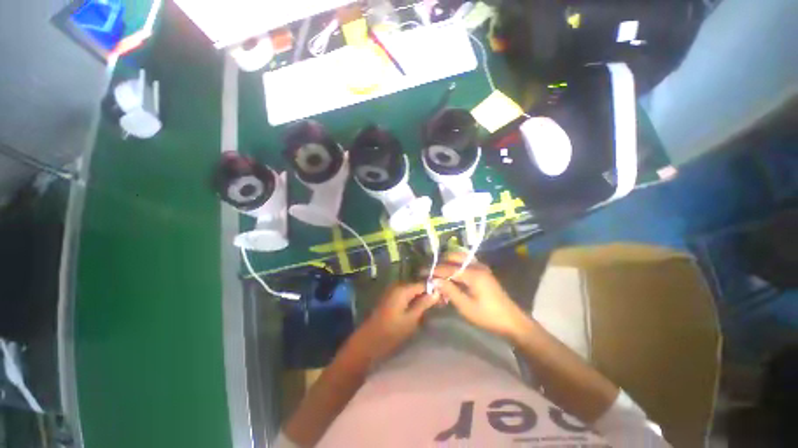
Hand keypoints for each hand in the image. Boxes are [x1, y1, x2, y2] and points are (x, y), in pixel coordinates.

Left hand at [349, 283, 436, 363]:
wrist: (367, 343)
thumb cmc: (390, 332)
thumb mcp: (411, 319)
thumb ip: (424, 304)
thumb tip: (437, 292)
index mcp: (402, 289)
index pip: (423, 283)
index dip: (435, 289)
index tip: (446, 296)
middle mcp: (397, 286)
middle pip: (417, 286)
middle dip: (429, 293)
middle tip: (442, 303)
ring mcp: (392, 293)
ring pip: (412, 292)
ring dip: (422, 297)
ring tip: (433, 307)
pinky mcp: (390, 300)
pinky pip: (406, 296)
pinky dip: (414, 301)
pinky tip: (421, 309)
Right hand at [430, 252, 533, 342]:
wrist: (512, 322)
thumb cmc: (488, 316)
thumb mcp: (466, 306)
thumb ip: (449, 291)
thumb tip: (434, 280)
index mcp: (473, 274)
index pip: (448, 268)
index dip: (434, 271)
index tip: (421, 273)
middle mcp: (477, 266)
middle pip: (454, 258)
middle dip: (440, 263)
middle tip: (430, 273)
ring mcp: (481, 267)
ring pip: (460, 258)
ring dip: (448, 263)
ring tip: (438, 273)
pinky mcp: (483, 272)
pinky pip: (466, 264)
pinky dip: (456, 266)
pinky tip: (451, 276)